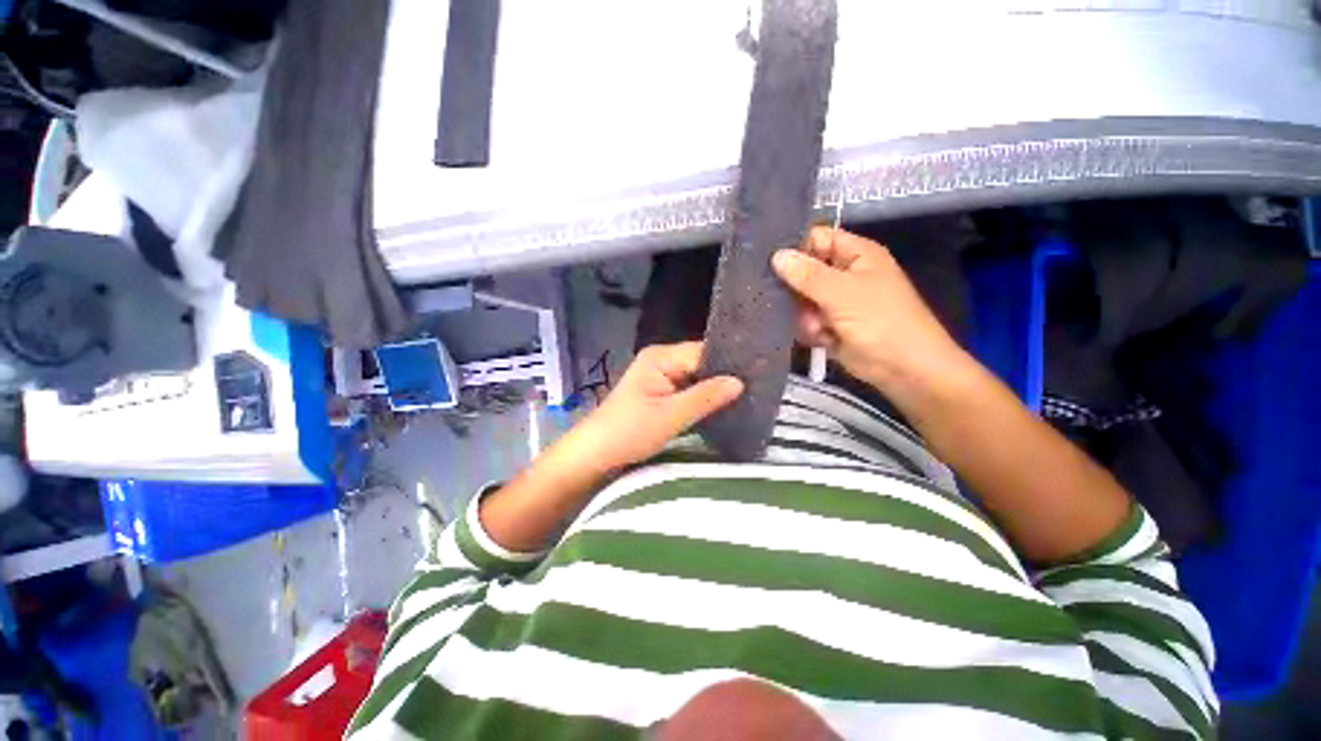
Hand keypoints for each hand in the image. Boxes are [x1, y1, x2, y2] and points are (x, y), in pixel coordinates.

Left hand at [574, 342, 742, 470]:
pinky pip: (688, 390)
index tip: (758, 374)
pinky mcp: (660, 393)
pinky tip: (723, 406)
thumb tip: (740, 381)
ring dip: (714, 389)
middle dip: (724, 377)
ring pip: (696, 378)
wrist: (595, 454)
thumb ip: (705, 397)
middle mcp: (661, 360)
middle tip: (757, 388)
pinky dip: (703, 398)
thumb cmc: (629, 432)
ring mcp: (660, 376)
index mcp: (661, 357)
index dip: (728, 363)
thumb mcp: (670, 416)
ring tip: (747, 397)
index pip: (703, 352)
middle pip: (701, 363)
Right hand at [772, 226, 968, 392]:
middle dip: (797, 291)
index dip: (793, 248)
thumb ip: (807, 275)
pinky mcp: (830, 324)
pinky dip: (811, 331)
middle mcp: (844, 273)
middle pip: (803, 272)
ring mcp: (836, 300)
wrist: (903, 368)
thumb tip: (776, 256)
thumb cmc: (880, 321)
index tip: (768, 263)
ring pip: (801, 300)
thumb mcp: (842, 293)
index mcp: (855, 254)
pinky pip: (806, 320)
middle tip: (792, 303)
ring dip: (805, 316)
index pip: (815, 238)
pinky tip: (822, 339)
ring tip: (818, 327)